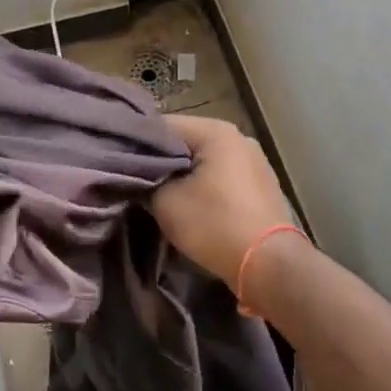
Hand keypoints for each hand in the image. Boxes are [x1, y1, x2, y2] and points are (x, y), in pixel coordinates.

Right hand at [151, 115, 296, 283]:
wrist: (269, 264)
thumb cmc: (214, 225)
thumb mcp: (166, 202)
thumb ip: (146, 181)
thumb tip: (138, 176)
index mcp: (216, 131)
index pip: (163, 126)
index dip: (137, 143)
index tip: (121, 162)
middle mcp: (239, 137)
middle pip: (186, 142)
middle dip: (162, 161)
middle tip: (137, 180)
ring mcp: (255, 160)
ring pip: (205, 160)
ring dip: (185, 175)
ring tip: (162, 194)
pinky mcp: (262, 185)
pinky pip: (223, 176)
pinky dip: (205, 186)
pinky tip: (194, 204)